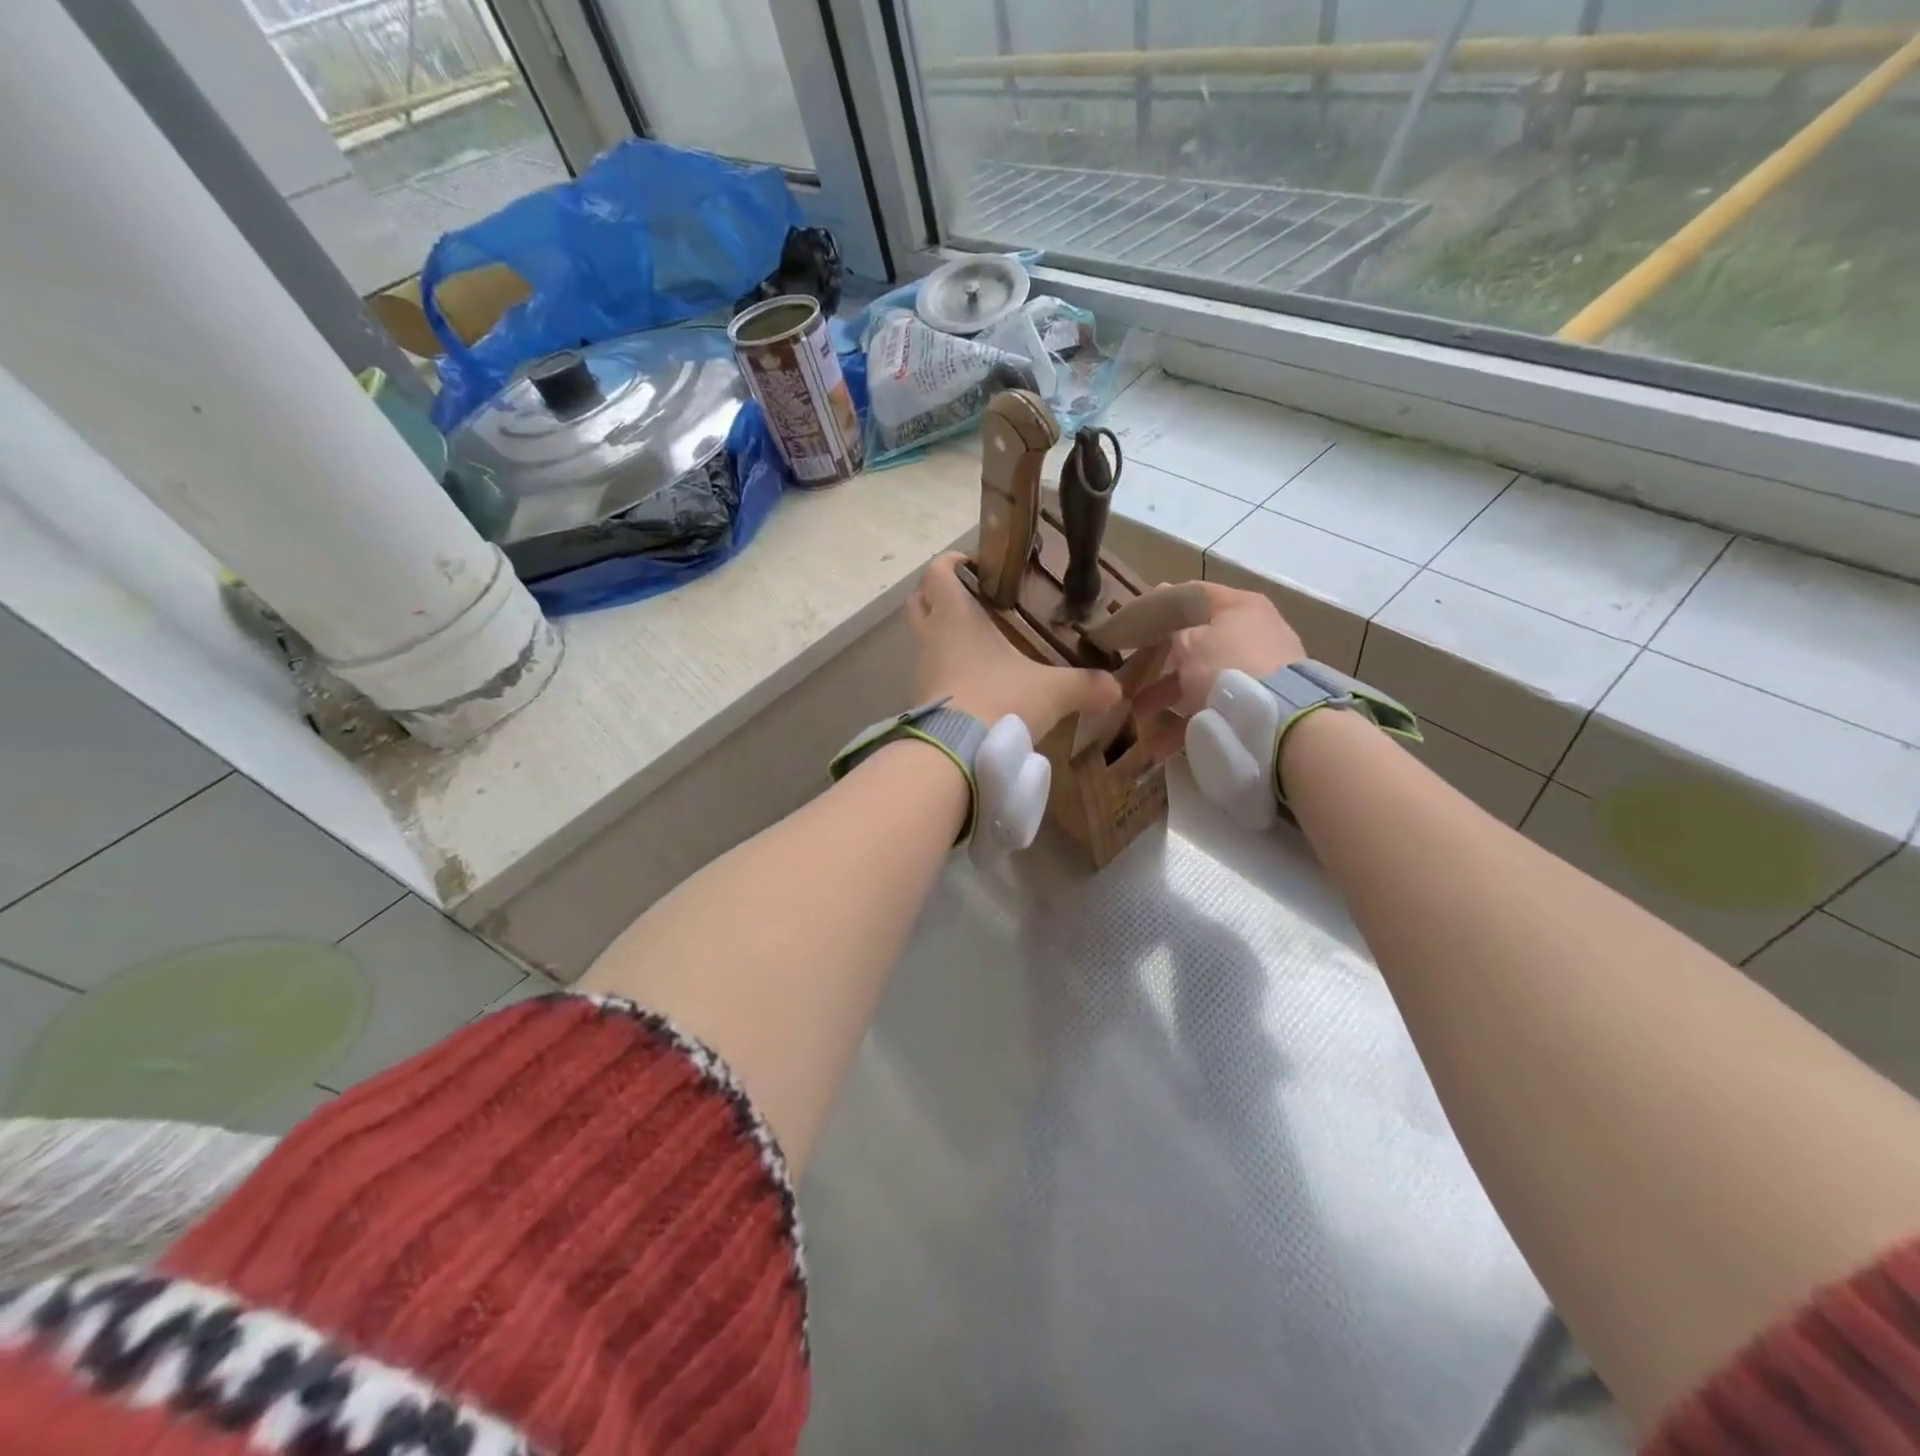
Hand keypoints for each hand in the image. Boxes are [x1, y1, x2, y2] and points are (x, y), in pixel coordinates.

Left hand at [909, 552, 1120, 737]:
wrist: (956, 754)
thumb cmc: (1000, 700)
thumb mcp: (1051, 692)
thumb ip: (1085, 685)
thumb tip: (1116, 689)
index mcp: (955, 615)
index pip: (937, 572)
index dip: (950, 563)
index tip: (972, 565)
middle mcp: (931, 636)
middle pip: (919, 600)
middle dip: (939, 595)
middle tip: (973, 600)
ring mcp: (921, 668)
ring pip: (922, 637)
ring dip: (941, 634)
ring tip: (978, 642)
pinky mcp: (921, 699)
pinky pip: (929, 672)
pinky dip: (945, 669)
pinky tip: (974, 681)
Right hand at [1134, 582, 1303, 757]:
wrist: (1277, 717)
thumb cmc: (1227, 666)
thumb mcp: (1189, 642)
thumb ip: (1175, 630)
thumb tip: (1171, 619)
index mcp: (1239, 606)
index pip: (1193, 594)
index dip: (1159, 603)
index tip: (1132, 621)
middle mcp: (1254, 631)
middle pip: (1198, 641)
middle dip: (1162, 662)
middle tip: (1132, 673)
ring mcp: (1261, 668)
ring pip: (1204, 677)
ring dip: (1170, 695)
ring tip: (1140, 714)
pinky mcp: (1260, 702)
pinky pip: (1216, 706)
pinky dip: (1190, 720)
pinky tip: (1162, 742)